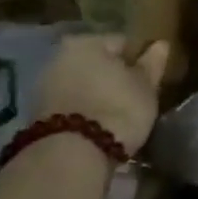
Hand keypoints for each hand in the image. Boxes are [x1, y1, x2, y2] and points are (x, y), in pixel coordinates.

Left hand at [33, 32, 170, 154]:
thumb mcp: (145, 86)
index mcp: (86, 42)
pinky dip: (84, 112)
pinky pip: (70, 106)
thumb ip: (152, 64)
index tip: (150, 79)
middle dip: (114, 78)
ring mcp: (44, 87)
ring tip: (118, 116)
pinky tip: (98, 128)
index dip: (140, 60)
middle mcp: (59, 57)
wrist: (71, 156)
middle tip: (135, 98)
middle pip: (97, 64)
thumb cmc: (117, 109)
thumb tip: (160, 44)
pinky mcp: (37, 116)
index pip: (122, 42)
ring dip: (98, 96)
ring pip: (82, 85)